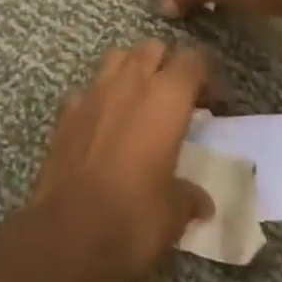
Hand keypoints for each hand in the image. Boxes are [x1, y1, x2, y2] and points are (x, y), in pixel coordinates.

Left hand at [26, 40, 213, 281]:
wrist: (68, 233)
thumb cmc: (134, 219)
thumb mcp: (175, 213)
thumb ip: (190, 196)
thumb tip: (201, 200)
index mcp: (165, 99)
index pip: (193, 61)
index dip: (207, 76)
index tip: (216, 104)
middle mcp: (129, 83)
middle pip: (153, 48)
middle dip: (169, 65)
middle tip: (180, 99)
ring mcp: (93, 92)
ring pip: (118, 57)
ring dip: (133, 69)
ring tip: (143, 101)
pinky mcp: (66, 110)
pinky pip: (88, 88)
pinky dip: (100, 97)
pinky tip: (105, 123)